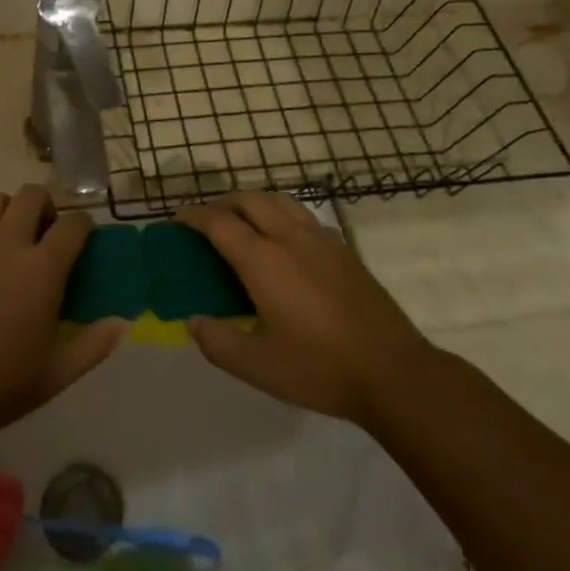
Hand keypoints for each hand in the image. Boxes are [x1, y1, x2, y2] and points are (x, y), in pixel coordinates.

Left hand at [0, 186, 124, 438]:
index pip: (73, 223)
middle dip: (45, 206)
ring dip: (7, 212)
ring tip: (10, 241)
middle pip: (31, 195)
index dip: (84, 225)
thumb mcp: (56, 374)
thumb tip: (123, 323)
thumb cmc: (0, 383)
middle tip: (46, 235)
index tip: (85, 239)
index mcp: (42, 267)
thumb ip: (94, 345)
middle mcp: (8, 244)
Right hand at [180, 193, 430, 430]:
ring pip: (280, 200)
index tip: (176, 220)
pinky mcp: (343, 250)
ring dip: (253, 202)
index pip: (219, 222)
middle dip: (222, 202)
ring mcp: (321, 239)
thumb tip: (194, 321)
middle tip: (206, 221)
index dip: (193, 216)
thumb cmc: (319, 368)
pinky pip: (303, 215)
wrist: (393, 371)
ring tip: (242, 222)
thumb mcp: (257, 366)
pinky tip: (283, 241)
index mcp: (263, 259)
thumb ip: (217, 341)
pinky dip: (281, 214)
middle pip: (249, 199)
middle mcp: (289, 237)